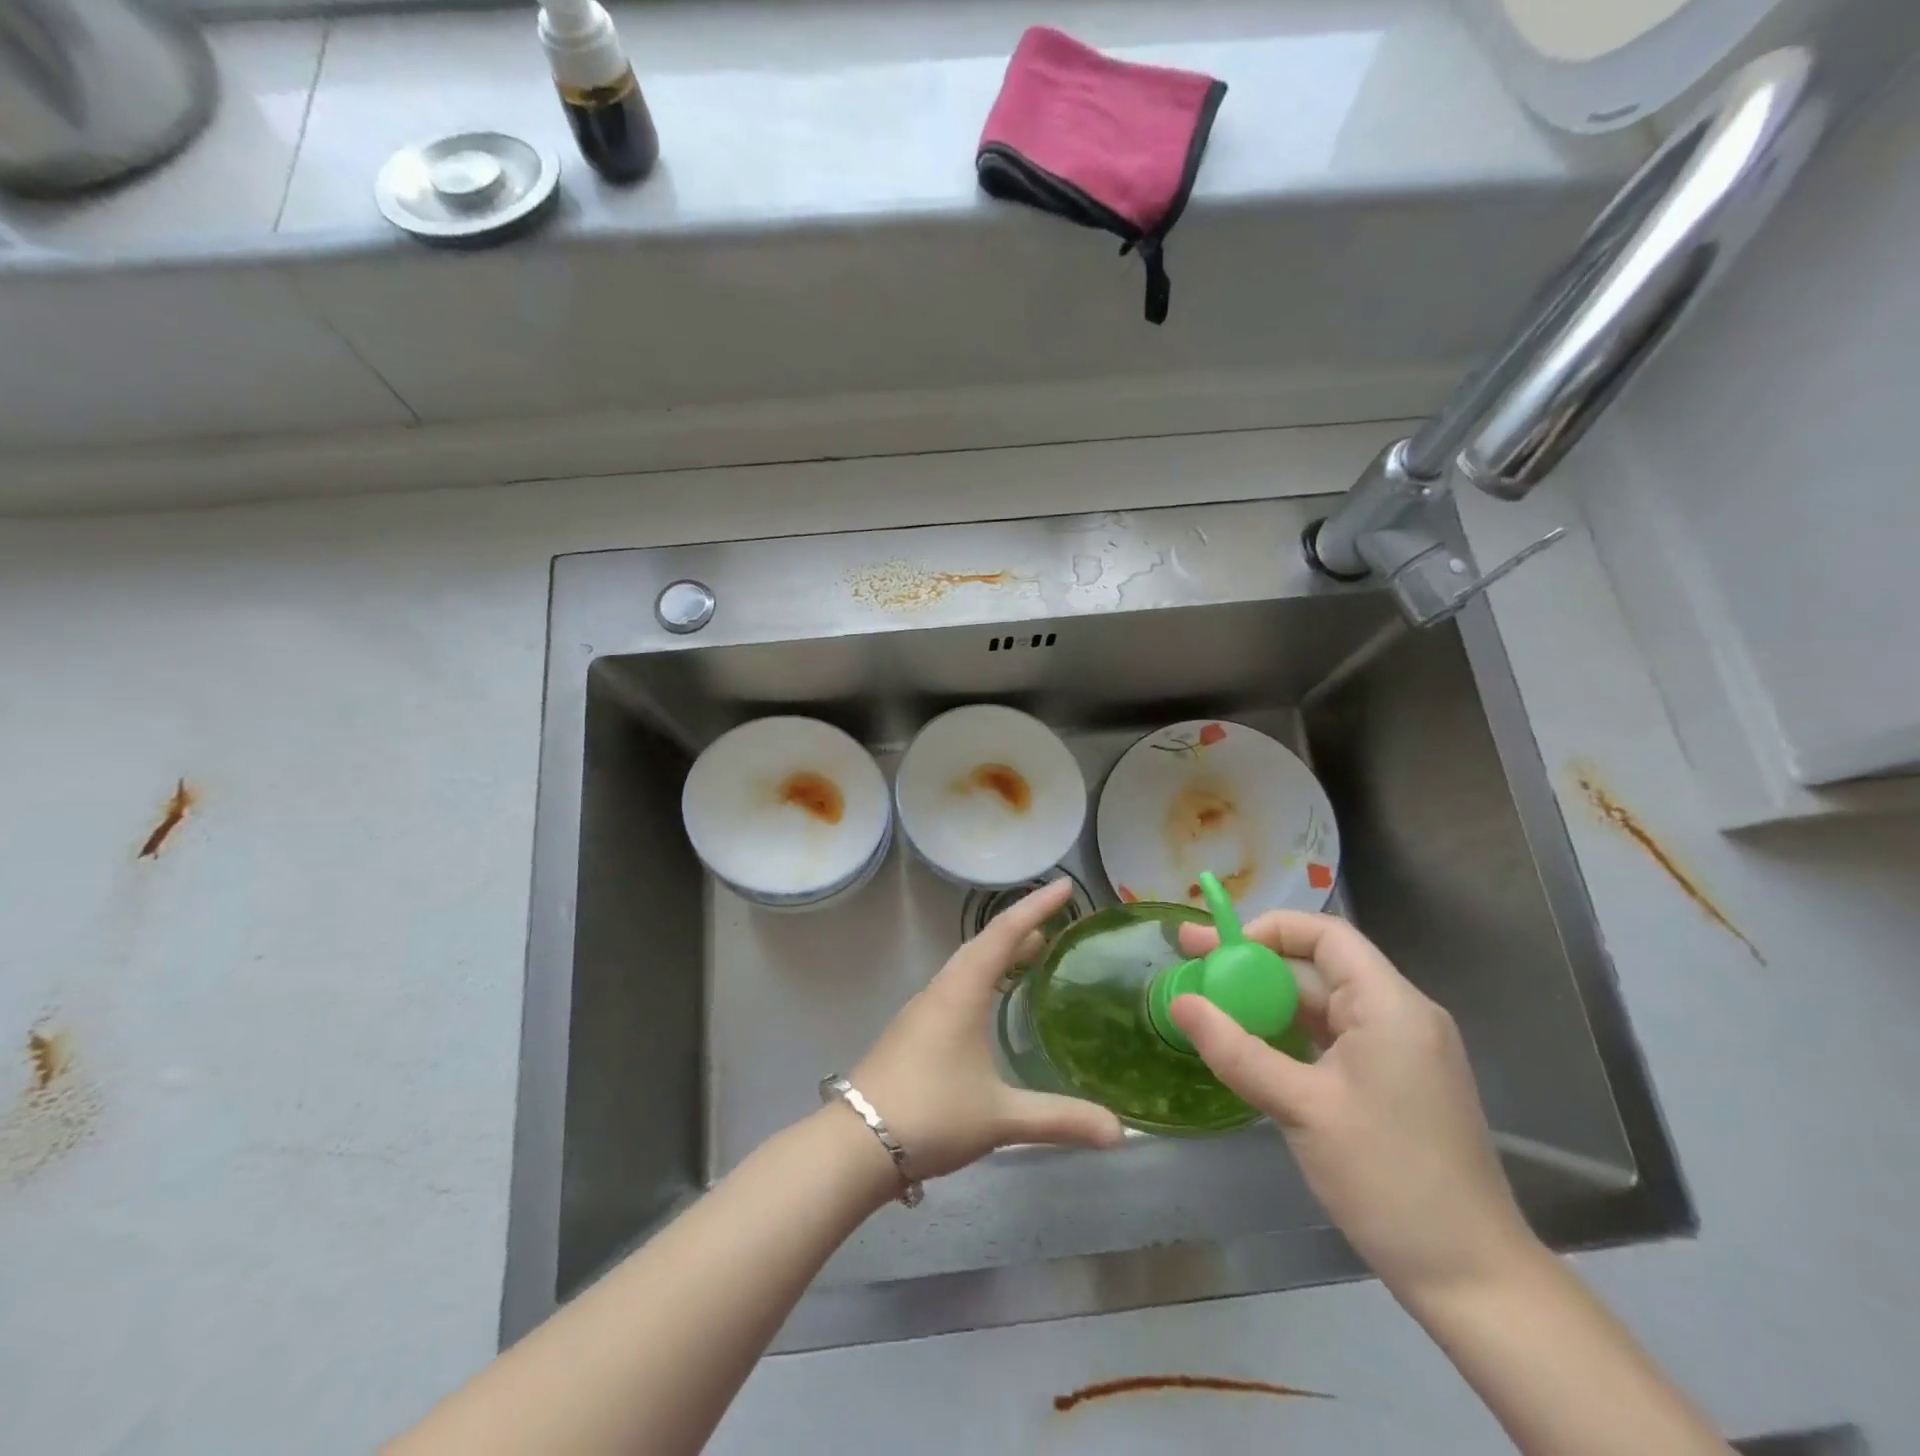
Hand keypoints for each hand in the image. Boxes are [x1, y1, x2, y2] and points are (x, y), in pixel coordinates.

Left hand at [849, 879, 1125, 1180]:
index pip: (1004, 933)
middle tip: (1056, 922)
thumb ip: (1059, 1119)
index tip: (1064, 885)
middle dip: (1021, 928)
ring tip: (1032, 955)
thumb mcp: (1000, 1117)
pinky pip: (956, 986)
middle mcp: (941, 990)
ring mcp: (922, 1009)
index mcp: (961, 992)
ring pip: (967, 965)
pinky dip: (982, 977)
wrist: (856, 1143)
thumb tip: (1120, 1131)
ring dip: (999, 953)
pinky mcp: (913, 1031)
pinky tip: (991, 1003)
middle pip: (984, 944)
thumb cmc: (931, 1114)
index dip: (1036, 907)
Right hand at [1172, 912, 1534, 1303]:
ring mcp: (1399, 1050)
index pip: (1325, 935)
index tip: (1217, 949)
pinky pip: (1332, 1036)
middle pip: (1318, 967)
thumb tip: (1180, 1003)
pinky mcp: (1393, 1081)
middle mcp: (1400, 1015)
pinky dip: (1288, 1032)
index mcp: (1391, 1006)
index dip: (1267, 930)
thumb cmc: (1389, 1181)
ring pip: (1322, 1004)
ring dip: (1267, 1000)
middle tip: (1192, 965)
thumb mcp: (1302, 1109)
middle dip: (1254, 965)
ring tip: (1209, 1001)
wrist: (1473, 1279)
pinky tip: (1250, 1041)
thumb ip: (1236, 1050)